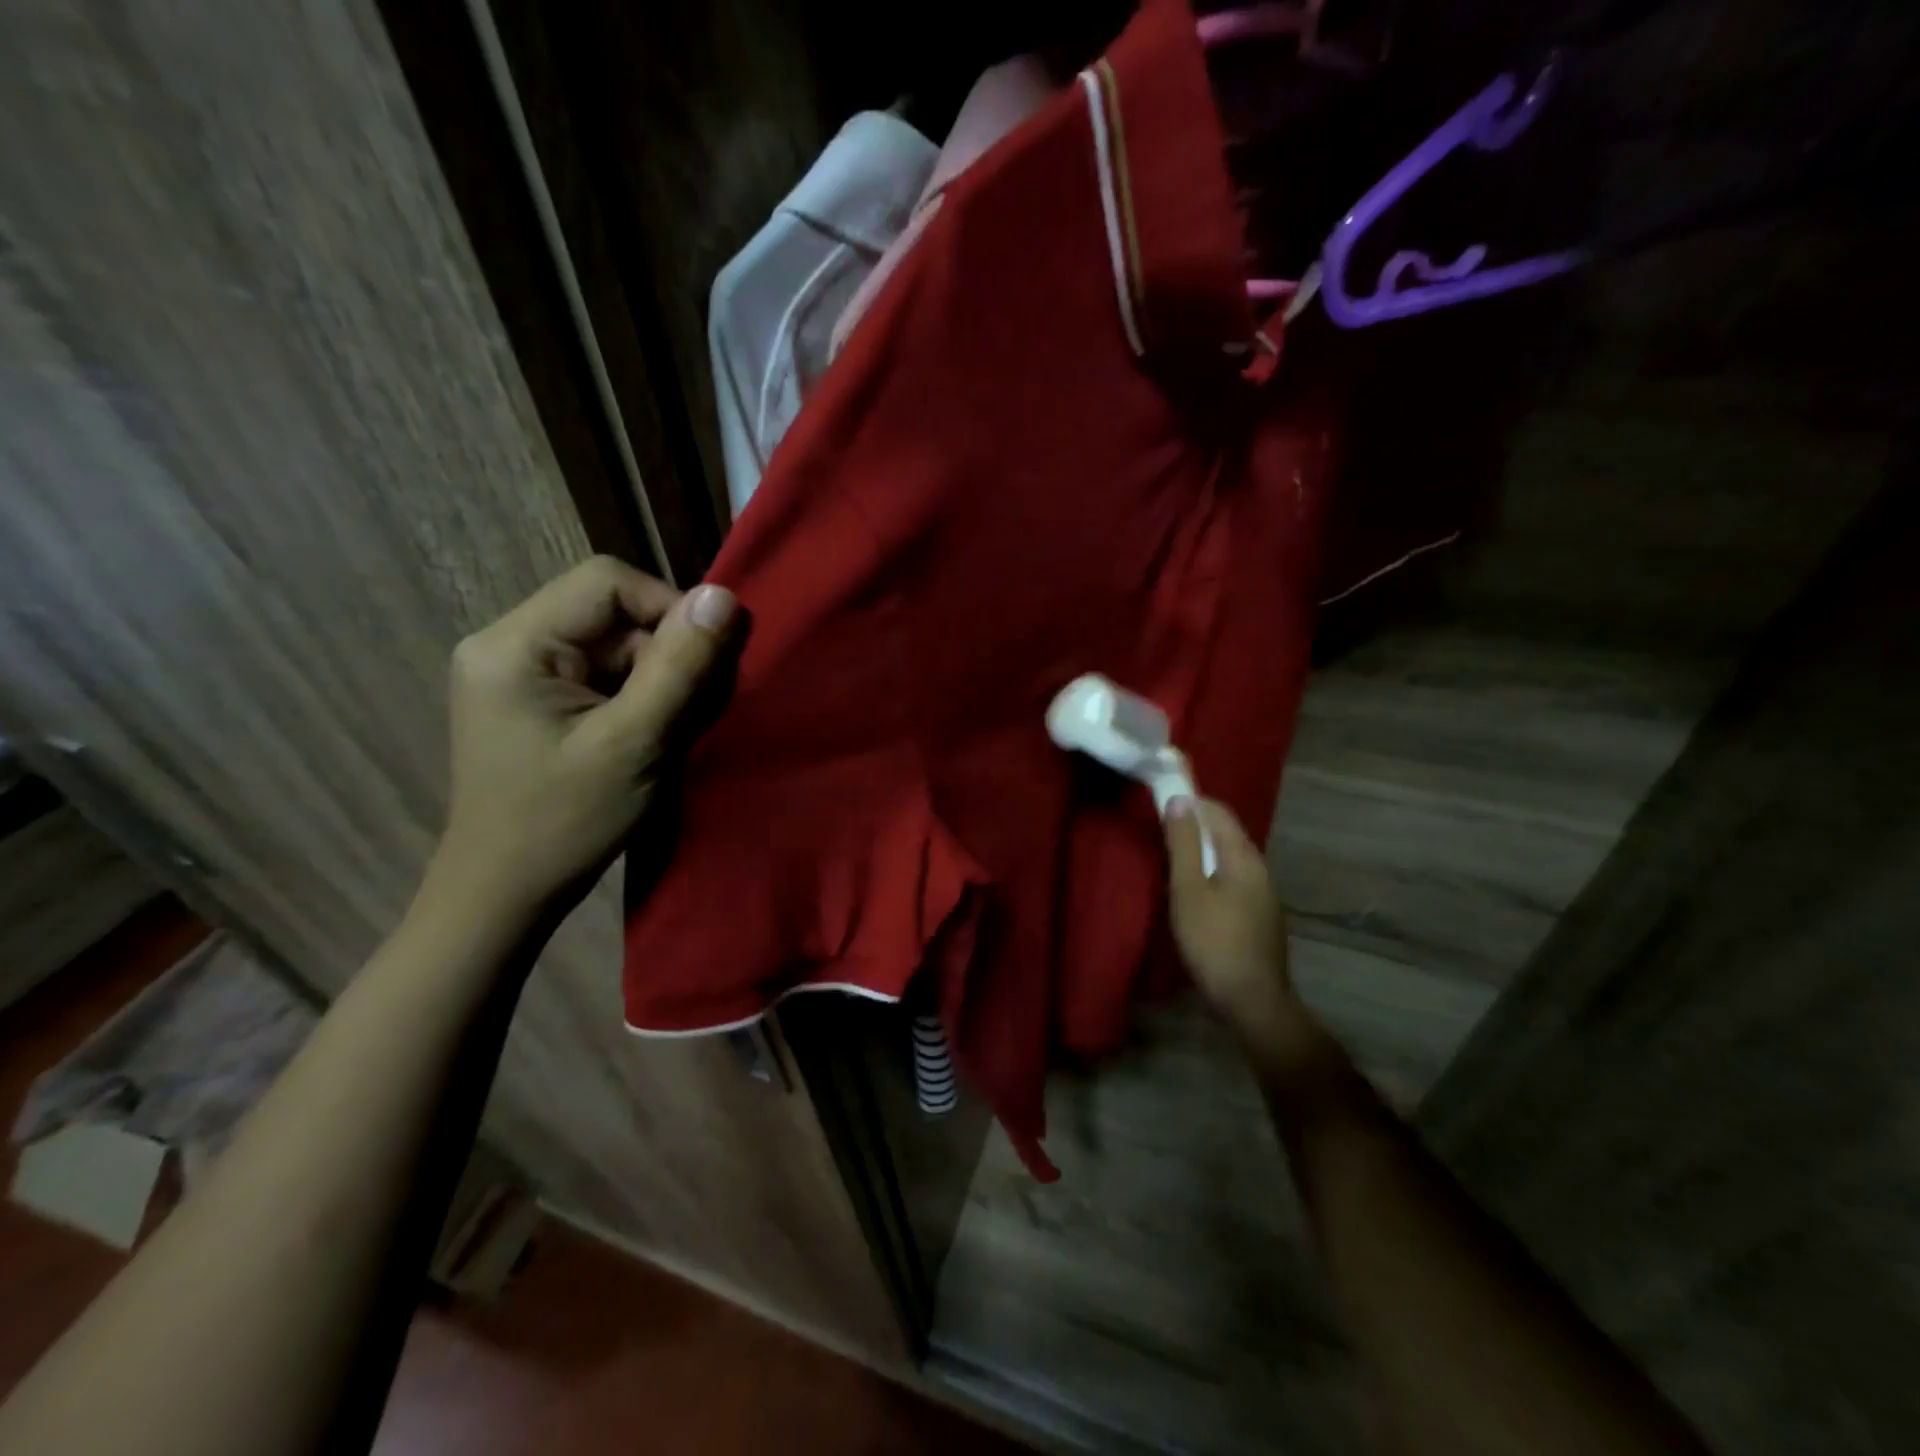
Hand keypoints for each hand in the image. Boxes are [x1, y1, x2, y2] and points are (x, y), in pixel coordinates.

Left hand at [431, 556, 738, 917]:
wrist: (505, 894)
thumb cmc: (566, 823)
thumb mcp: (635, 743)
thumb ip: (679, 666)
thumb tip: (723, 596)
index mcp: (513, 644)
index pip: (607, 582)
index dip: (668, 609)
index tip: (704, 664)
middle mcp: (506, 643)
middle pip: (611, 613)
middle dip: (665, 653)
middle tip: (690, 710)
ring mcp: (516, 672)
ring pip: (613, 644)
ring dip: (656, 678)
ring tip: (668, 731)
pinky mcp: (534, 699)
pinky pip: (601, 673)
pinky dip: (637, 697)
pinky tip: (646, 736)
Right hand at [1163, 797, 1311, 1052]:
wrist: (1253, 1000)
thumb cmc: (1213, 940)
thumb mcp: (1188, 889)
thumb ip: (1183, 843)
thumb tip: (1181, 799)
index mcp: (1243, 856)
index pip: (1218, 811)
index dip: (1191, 799)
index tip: (1163, 797)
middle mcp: (1259, 867)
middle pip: (1226, 832)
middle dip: (1196, 823)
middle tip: (1162, 828)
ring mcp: (1264, 893)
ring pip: (1230, 856)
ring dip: (1203, 849)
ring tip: (1174, 857)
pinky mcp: (1261, 915)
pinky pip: (1235, 877)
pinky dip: (1213, 870)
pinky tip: (1196, 889)